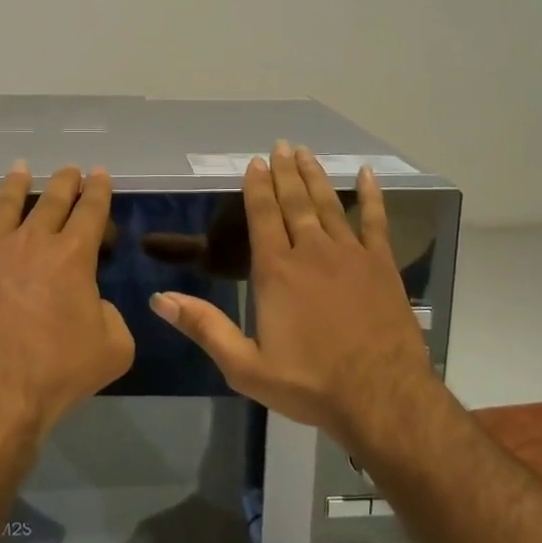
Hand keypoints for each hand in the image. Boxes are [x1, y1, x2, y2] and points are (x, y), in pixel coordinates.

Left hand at [0, 163, 135, 441]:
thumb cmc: (56, 372)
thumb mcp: (113, 348)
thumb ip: (110, 315)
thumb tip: (92, 303)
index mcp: (74, 255)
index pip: (91, 210)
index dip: (99, 189)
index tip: (100, 173)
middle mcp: (33, 240)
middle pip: (52, 199)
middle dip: (65, 181)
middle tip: (70, 169)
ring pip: (7, 203)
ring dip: (18, 183)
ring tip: (22, 168)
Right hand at [151, 144, 433, 447]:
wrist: (382, 397)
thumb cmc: (310, 383)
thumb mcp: (245, 366)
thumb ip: (204, 327)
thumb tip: (159, 298)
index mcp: (276, 271)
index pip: (262, 215)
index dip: (257, 186)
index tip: (254, 162)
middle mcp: (311, 251)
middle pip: (295, 201)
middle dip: (285, 172)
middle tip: (281, 145)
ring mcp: (350, 254)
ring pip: (329, 204)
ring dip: (316, 176)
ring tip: (306, 153)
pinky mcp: (382, 265)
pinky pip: (376, 221)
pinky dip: (371, 196)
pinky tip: (368, 175)